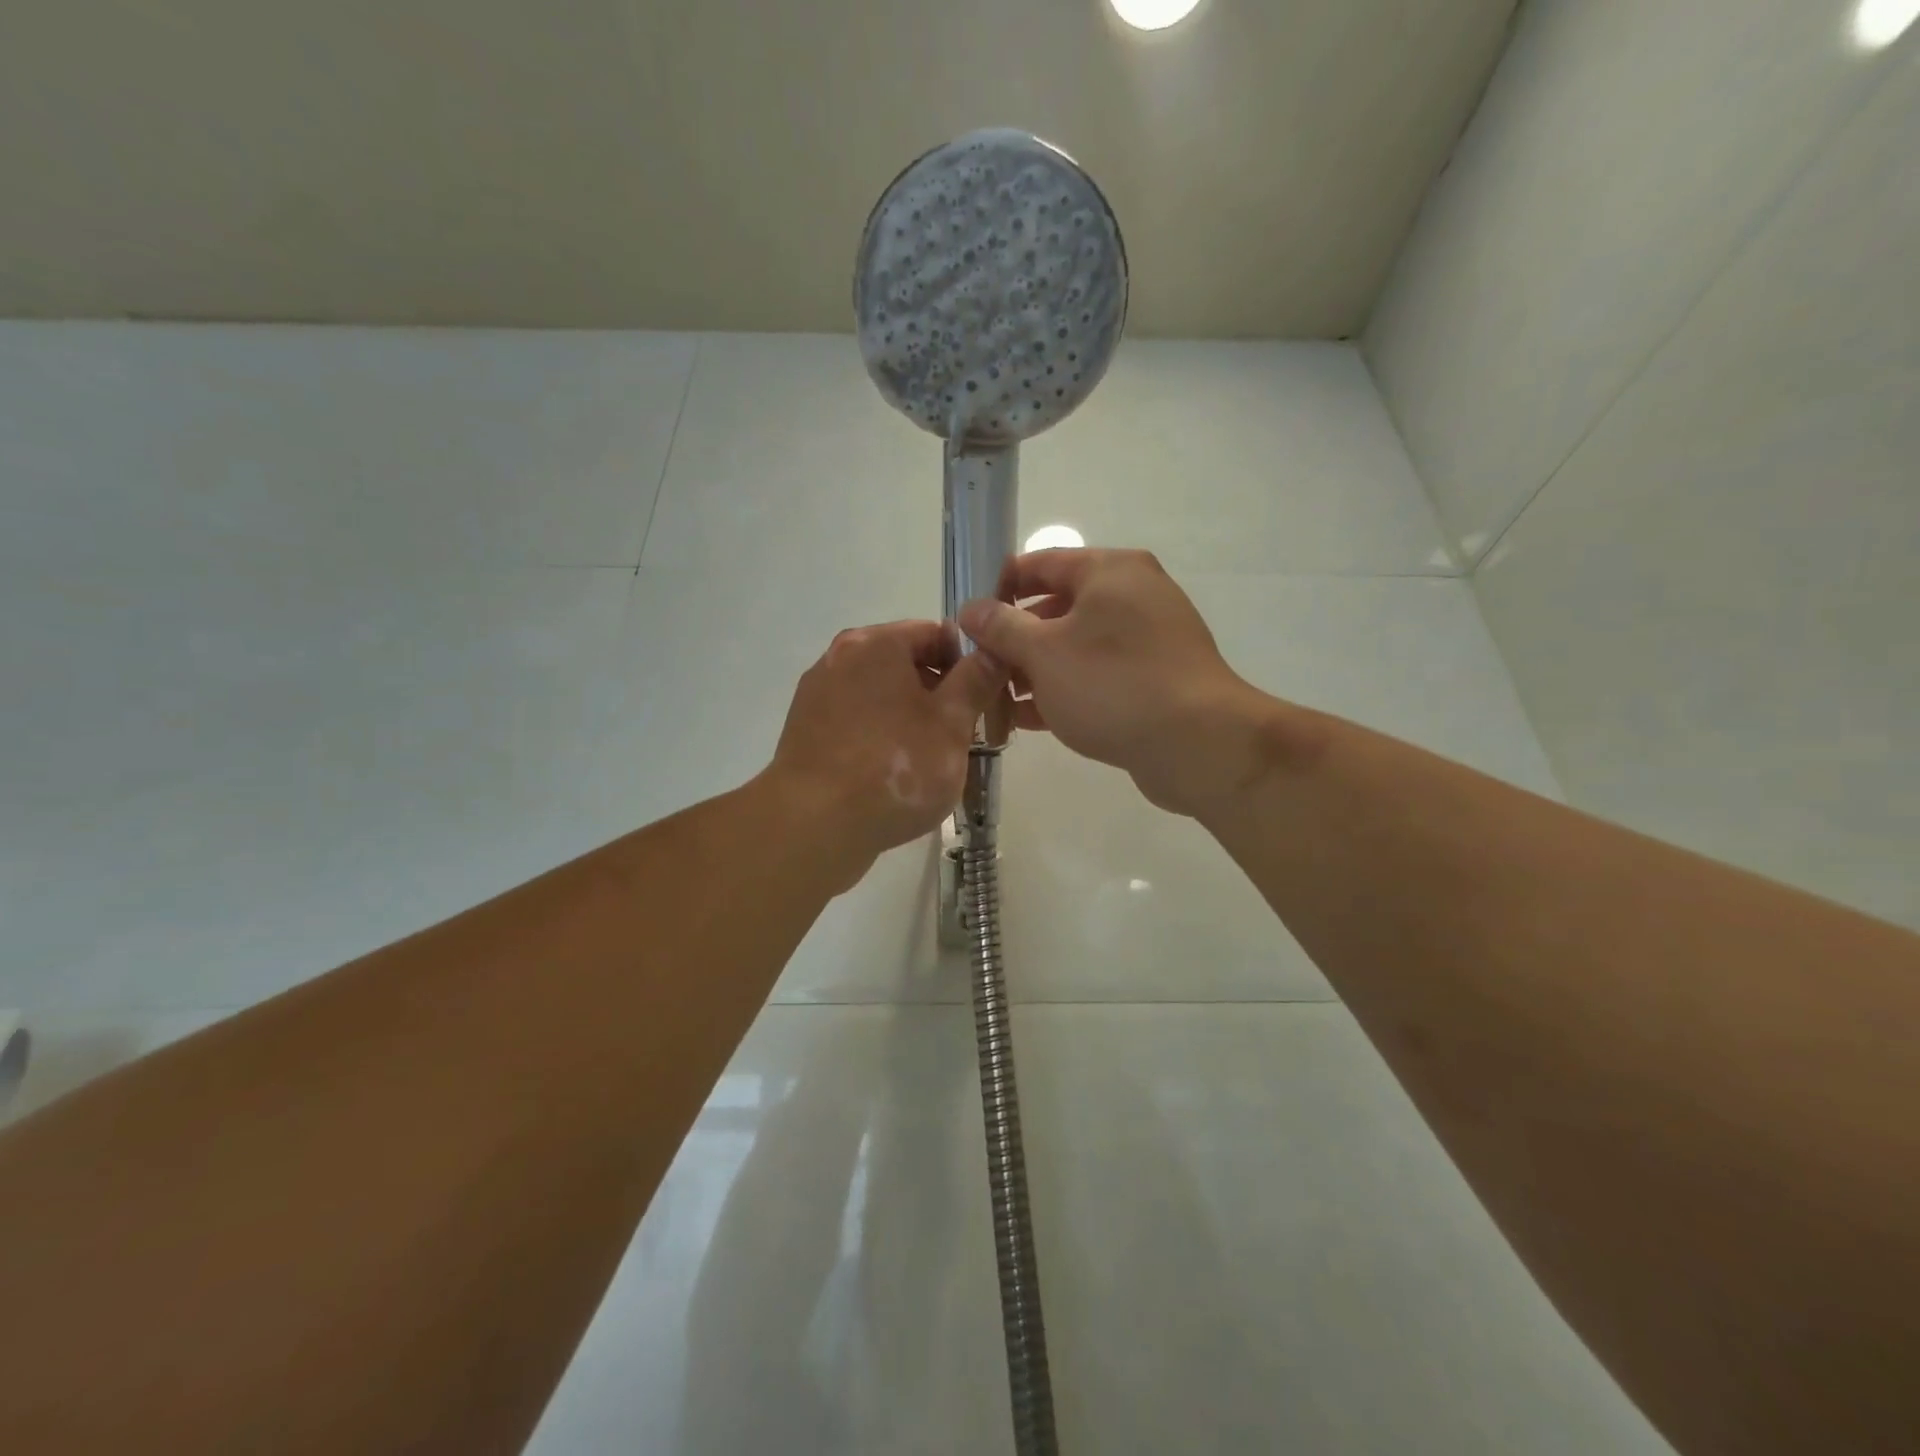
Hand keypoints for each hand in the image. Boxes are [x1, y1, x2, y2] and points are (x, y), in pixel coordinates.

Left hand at [767, 620, 1008, 883]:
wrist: (814, 826)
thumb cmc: (894, 767)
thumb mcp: (952, 724)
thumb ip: (976, 681)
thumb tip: (994, 651)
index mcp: (876, 644)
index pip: (936, 634)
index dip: (968, 663)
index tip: (986, 699)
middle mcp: (839, 658)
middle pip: (905, 664)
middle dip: (939, 695)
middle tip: (965, 735)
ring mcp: (817, 696)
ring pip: (880, 696)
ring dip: (910, 718)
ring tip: (932, 760)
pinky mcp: (806, 733)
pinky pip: (856, 723)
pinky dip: (880, 737)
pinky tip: (895, 774)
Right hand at [959, 548, 1292, 816]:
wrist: (1198, 744)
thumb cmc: (1112, 684)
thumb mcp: (1043, 653)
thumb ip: (1001, 627)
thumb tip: (972, 609)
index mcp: (1110, 571)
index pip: (1040, 562)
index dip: (998, 587)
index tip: (967, 618)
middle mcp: (1133, 595)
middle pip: (1057, 607)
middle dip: (1015, 639)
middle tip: (979, 666)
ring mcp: (1149, 639)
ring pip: (1077, 647)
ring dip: (1036, 670)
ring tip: (998, 699)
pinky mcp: (1156, 679)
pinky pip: (1099, 676)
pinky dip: (1065, 691)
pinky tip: (1030, 720)